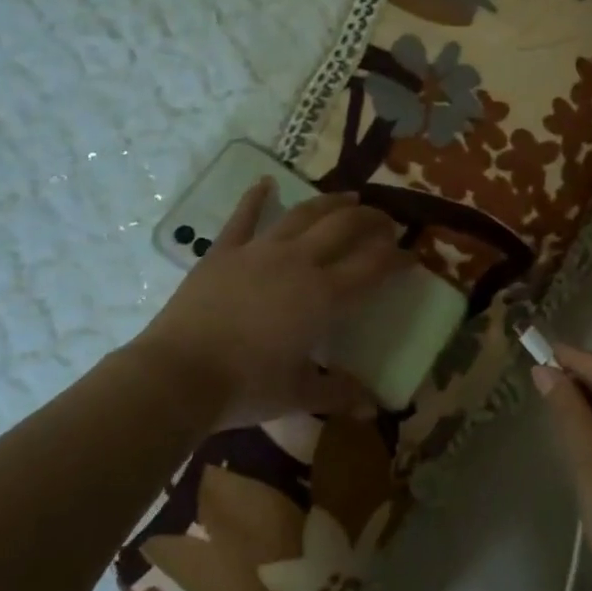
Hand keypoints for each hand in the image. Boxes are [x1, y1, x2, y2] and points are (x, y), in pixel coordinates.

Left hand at [131, 179, 405, 429]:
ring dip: (330, 203)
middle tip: (386, 222)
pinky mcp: (224, 252)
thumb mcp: (298, 395)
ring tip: (349, 197)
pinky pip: (242, 217)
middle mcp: (298, 263)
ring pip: (303, 215)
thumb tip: (373, 408)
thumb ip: (338, 394)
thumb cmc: (245, 386)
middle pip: (344, 228)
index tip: (412, 255)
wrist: (178, 375)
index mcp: (323, 296)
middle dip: (371, 220)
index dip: (398, 258)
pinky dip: (255, 197)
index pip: (373, 267)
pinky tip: (265, 182)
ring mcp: (259, 251)